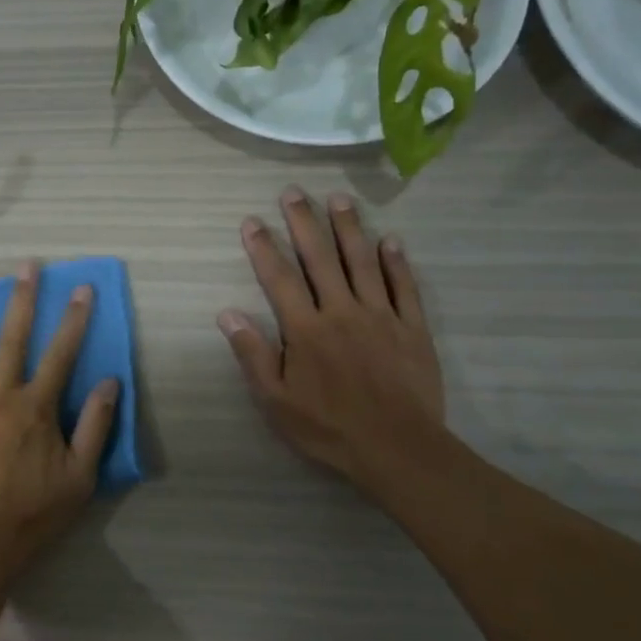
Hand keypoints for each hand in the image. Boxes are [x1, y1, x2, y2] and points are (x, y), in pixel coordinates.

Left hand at [0, 262, 119, 584]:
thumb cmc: (33, 512)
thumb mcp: (80, 476)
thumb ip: (95, 426)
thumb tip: (111, 381)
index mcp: (35, 408)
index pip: (61, 353)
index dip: (74, 319)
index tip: (81, 288)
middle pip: (11, 339)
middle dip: (21, 299)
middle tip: (24, 266)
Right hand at [219, 187, 445, 494]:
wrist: (398, 449)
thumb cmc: (328, 427)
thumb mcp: (276, 401)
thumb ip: (252, 354)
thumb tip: (227, 314)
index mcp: (306, 329)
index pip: (279, 278)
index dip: (263, 247)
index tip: (252, 220)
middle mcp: (342, 311)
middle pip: (321, 258)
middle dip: (304, 222)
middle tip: (293, 192)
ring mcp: (381, 316)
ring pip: (363, 262)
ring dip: (349, 228)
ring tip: (338, 199)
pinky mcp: (412, 328)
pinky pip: (404, 287)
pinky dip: (396, 261)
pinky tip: (390, 240)